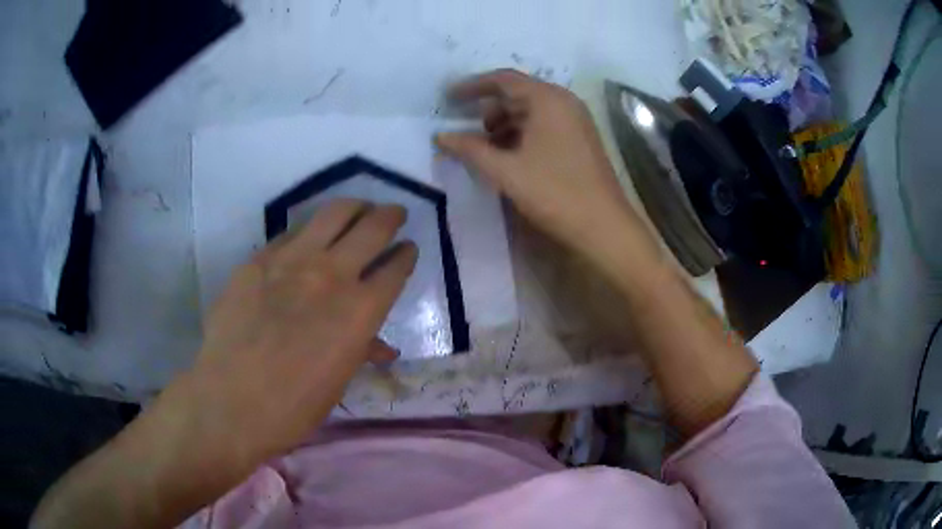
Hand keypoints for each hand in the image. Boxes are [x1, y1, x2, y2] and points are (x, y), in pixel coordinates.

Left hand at [192, 199, 416, 458]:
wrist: (231, 400)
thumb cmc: (294, 406)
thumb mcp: (338, 381)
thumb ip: (361, 350)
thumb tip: (380, 347)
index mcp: (360, 311)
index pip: (395, 268)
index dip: (406, 255)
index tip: (408, 248)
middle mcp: (332, 274)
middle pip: (373, 228)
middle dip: (390, 217)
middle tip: (394, 213)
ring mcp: (292, 260)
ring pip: (334, 213)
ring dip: (354, 207)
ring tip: (358, 208)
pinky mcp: (259, 258)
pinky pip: (291, 232)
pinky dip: (309, 230)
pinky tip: (308, 237)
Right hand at [436, 69, 656, 264]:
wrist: (604, 227)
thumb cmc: (555, 193)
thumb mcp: (506, 171)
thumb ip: (470, 149)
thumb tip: (440, 136)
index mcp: (548, 99)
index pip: (503, 79)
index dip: (472, 86)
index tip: (449, 98)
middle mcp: (564, 102)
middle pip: (518, 94)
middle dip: (489, 110)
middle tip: (468, 131)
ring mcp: (576, 121)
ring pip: (532, 112)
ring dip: (505, 125)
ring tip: (487, 150)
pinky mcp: (581, 139)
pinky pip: (545, 125)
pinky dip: (523, 135)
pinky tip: (511, 157)